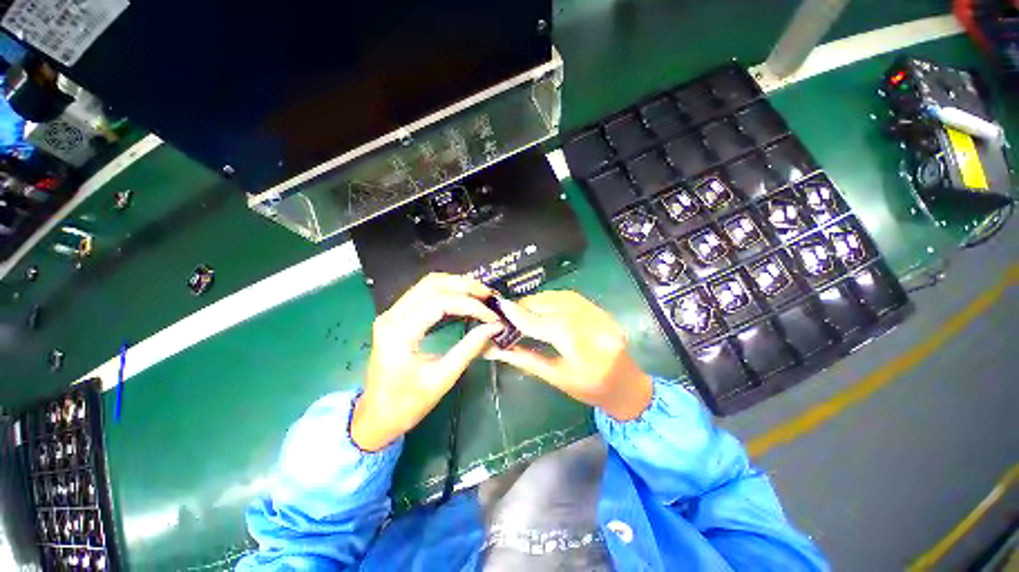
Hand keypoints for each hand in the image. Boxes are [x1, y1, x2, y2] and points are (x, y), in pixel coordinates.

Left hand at [351, 273, 503, 451]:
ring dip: (457, 285)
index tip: (492, 317)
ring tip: (481, 295)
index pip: (440, 303)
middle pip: (432, 284)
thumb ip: (469, 348)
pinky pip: (424, 293)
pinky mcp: (397, 317)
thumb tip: (494, 327)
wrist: (375, 416)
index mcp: (399, 332)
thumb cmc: (406, 404)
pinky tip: (464, 299)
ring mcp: (392, 313)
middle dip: (465, 286)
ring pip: (428, 284)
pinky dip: (447, 292)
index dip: (471, 305)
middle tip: (489, 296)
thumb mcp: (442, 378)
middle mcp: (392, 315)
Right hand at [486, 291, 651, 420]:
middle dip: (527, 306)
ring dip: (538, 300)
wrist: (627, 386)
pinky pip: (571, 297)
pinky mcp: (602, 310)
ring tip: (522, 308)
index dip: (522, 315)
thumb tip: (498, 348)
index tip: (501, 308)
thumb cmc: (591, 390)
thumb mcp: (557, 379)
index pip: (547, 325)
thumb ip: (527, 359)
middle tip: (508, 311)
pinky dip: (552, 298)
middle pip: (554, 307)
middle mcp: (596, 328)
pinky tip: (542, 304)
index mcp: (586, 352)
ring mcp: (602, 316)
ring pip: (561, 298)